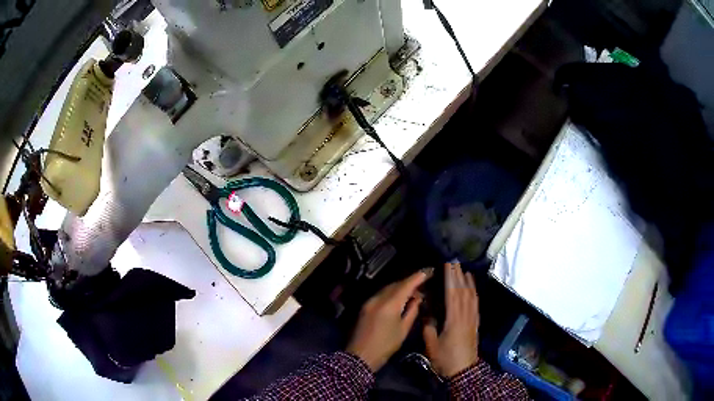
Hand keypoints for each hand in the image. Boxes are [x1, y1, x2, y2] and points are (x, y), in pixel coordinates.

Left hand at [346, 269, 431, 371]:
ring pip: (387, 288)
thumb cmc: (385, 346)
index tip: (428, 271)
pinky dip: (391, 293)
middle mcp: (378, 298)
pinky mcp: (365, 307)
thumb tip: (417, 299)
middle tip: (422, 284)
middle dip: (409, 282)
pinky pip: (380, 295)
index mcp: (389, 304)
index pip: (406, 285)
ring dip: (400, 287)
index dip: (417, 277)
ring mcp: (369, 302)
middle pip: (395, 285)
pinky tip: (398, 298)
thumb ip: (411, 311)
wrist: (360, 356)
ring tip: (413, 291)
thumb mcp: (403, 330)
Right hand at [423, 262, 479, 377]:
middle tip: (454, 261)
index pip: (452, 293)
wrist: (464, 370)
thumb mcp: (431, 344)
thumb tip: (427, 310)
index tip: (447, 264)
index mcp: (454, 319)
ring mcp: (472, 318)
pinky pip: (475, 303)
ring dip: (467, 281)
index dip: (450, 278)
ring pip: (471, 295)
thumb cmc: (445, 358)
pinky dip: (474, 292)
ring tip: (463, 269)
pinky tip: (472, 288)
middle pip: (463, 291)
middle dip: (458, 275)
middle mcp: (465, 315)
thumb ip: (429, 326)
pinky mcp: (475, 323)